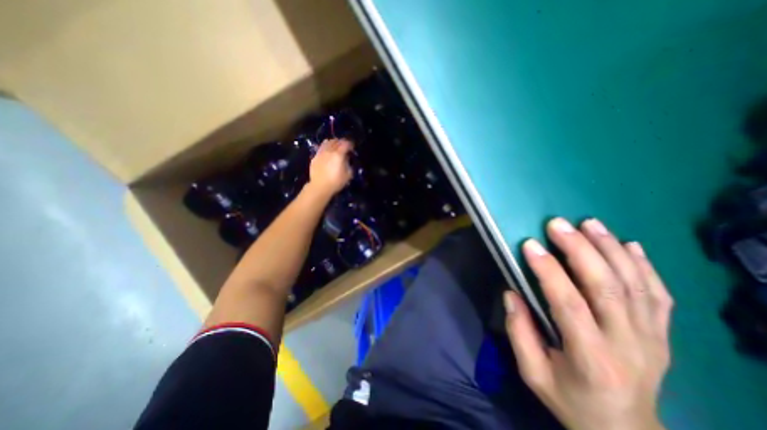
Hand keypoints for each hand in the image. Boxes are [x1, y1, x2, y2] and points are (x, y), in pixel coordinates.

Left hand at [308, 140, 350, 195]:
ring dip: (333, 142)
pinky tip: (327, 151)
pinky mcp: (315, 156)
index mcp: (338, 154)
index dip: (350, 144)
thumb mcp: (348, 174)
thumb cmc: (336, 182)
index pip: (345, 144)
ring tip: (336, 146)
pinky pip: (321, 147)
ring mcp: (321, 153)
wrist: (320, 186)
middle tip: (345, 146)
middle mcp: (329, 151)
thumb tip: (347, 158)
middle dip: (342, 142)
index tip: (352, 147)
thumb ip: (348, 163)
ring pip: (327, 142)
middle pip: (336, 141)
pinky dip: (326, 146)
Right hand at [507, 218, 673, 429]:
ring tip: (589, 223)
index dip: (549, 271)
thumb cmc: (569, 399)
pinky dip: (644, 265)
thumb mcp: (532, 373)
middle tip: (558, 224)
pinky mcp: (662, 334)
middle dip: (580, 249)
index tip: (530, 245)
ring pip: (634, 284)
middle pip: (606, 287)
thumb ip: (518, 332)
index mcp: (591, 358)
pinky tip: (629, 244)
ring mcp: (652, 338)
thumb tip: (511, 292)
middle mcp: (628, 345)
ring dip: (610, 248)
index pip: (569, 304)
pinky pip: (658, 294)